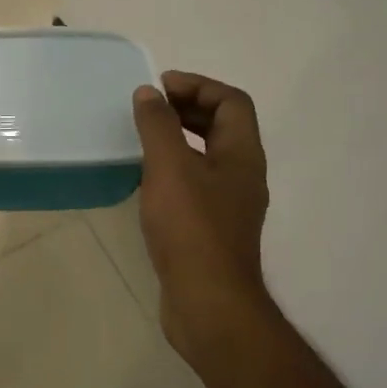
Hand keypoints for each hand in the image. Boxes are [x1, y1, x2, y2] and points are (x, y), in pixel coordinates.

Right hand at [132, 71, 274, 374]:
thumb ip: (158, 126)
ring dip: (180, 141)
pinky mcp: (212, 231)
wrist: (208, 301)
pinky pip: (196, 186)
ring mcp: (230, 206)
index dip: (198, 86)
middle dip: (188, 110)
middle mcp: (243, 176)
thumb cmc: (191, 229)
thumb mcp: (170, 169)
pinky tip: (147, 183)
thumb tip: (149, 93)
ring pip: (209, 158)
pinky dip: (174, 172)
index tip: (159, 88)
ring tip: (144, 140)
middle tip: (149, 108)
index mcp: (242, 155)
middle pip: (223, 127)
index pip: (232, 102)